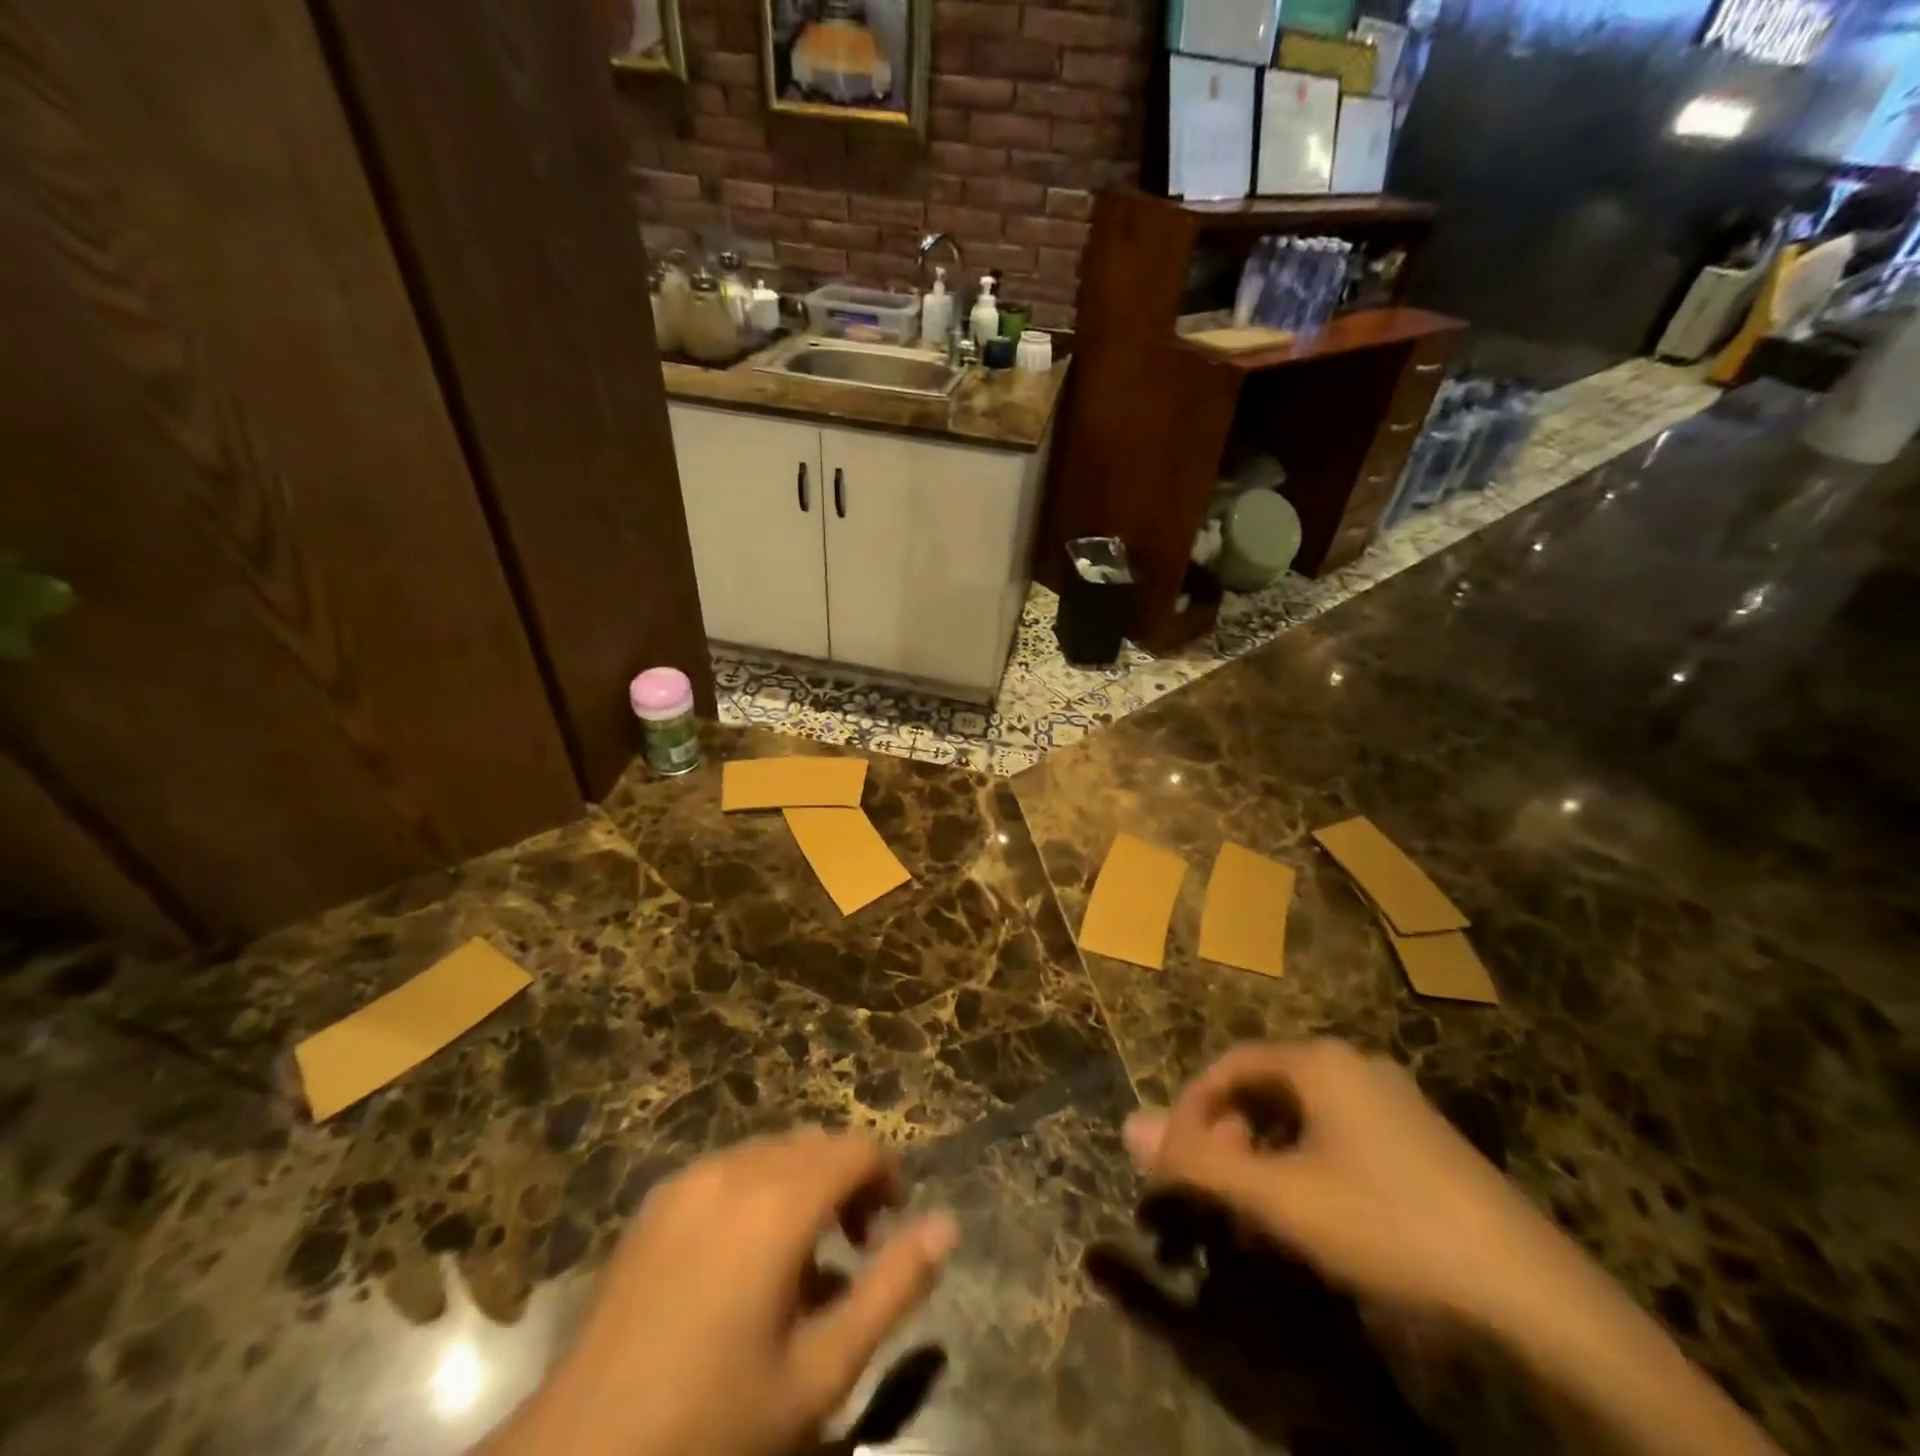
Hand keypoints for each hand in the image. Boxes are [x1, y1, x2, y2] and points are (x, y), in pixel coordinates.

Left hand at [491, 1129, 956, 1455]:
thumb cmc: (713, 1425)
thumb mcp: (821, 1372)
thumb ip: (893, 1288)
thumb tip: (947, 1224)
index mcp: (779, 1201)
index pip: (857, 1149)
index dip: (886, 1179)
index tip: (887, 1234)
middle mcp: (736, 1169)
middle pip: (816, 1144)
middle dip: (846, 1182)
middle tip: (851, 1253)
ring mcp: (690, 1179)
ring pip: (773, 1152)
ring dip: (803, 1185)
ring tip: (800, 1263)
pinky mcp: (657, 1201)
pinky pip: (730, 1170)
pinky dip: (758, 1191)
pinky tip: (742, 1263)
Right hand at [1123, 1039, 1571, 1328]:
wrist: (1532, 1297)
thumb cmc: (1387, 1225)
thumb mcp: (1280, 1198)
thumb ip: (1200, 1163)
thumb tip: (1127, 1126)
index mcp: (1320, 1062)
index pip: (1230, 1064)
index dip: (1192, 1106)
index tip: (1175, 1156)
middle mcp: (1355, 1066)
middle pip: (1265, 1086)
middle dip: (1228, 1133)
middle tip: (1214, 1185)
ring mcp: (1394, 1103)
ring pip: (1302, 1115)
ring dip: (1264, 1152)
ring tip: (1255, 1205)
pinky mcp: (1423, 1143)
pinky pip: (1338, 1136)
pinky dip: (1305, 1164)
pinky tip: (1313, 1213)